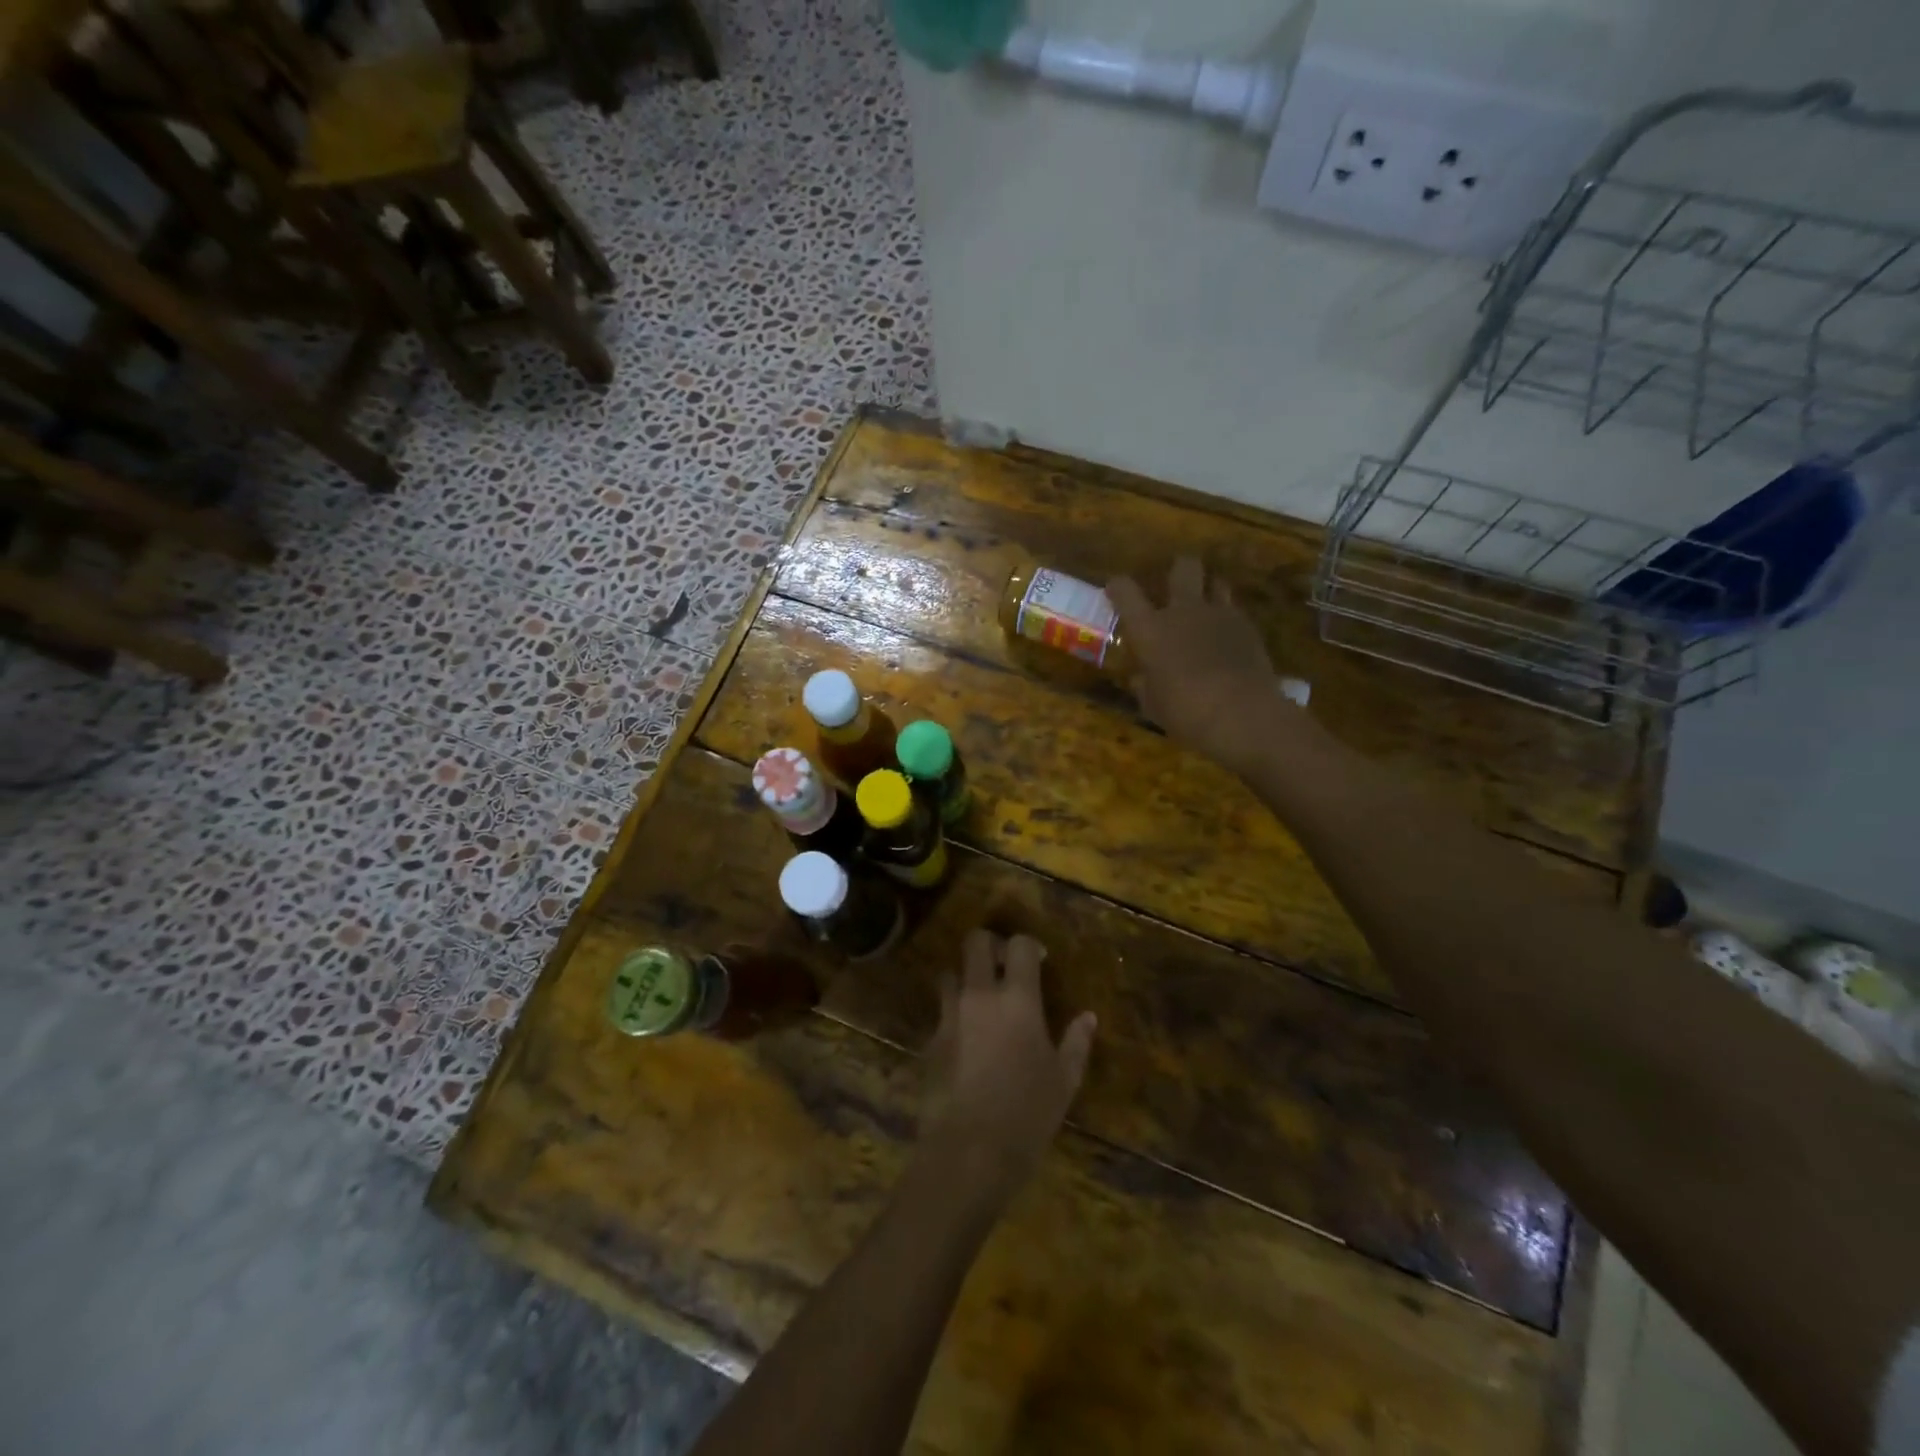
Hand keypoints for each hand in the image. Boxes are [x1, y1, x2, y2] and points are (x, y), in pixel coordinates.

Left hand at [917, 931, 1095, 1209]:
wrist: (968, 1152)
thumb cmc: (1027, 1115)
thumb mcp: (1064, 1081)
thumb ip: (1076, 1043)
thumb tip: (1087, 1017)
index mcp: (1017, 999)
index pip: (1018, 944)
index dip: (1029, 945)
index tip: (1039, 961)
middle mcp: (979, 996)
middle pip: (975, 942)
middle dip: (990, 946)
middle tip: (1004, 966)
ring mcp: (949, 1016)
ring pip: (950, 974)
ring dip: (965, 979)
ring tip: (981, 1001)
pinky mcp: (930, 1041)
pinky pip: (941, 1013)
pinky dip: (954, 1016)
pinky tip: (967, 1042)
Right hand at [1108, 557, 1298, 774]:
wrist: (1242, 713)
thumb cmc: (1185, 712)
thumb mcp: (1153, 705)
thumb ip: (1145, 686)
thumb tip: (1140, 678)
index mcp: (1150, 629)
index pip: (1126, 592)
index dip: (1118, 586)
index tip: (1115, 589)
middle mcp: (1183, 611)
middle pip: (1183, 567)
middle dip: (1178, 569)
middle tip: (1175, 583)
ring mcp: (1219, 615)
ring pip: (1216, 581)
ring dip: (1208, 589)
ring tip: (1205, 605)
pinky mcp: (1248, 627)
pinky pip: (1234, 610)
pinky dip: (1228, 617)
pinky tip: (1227, 636)